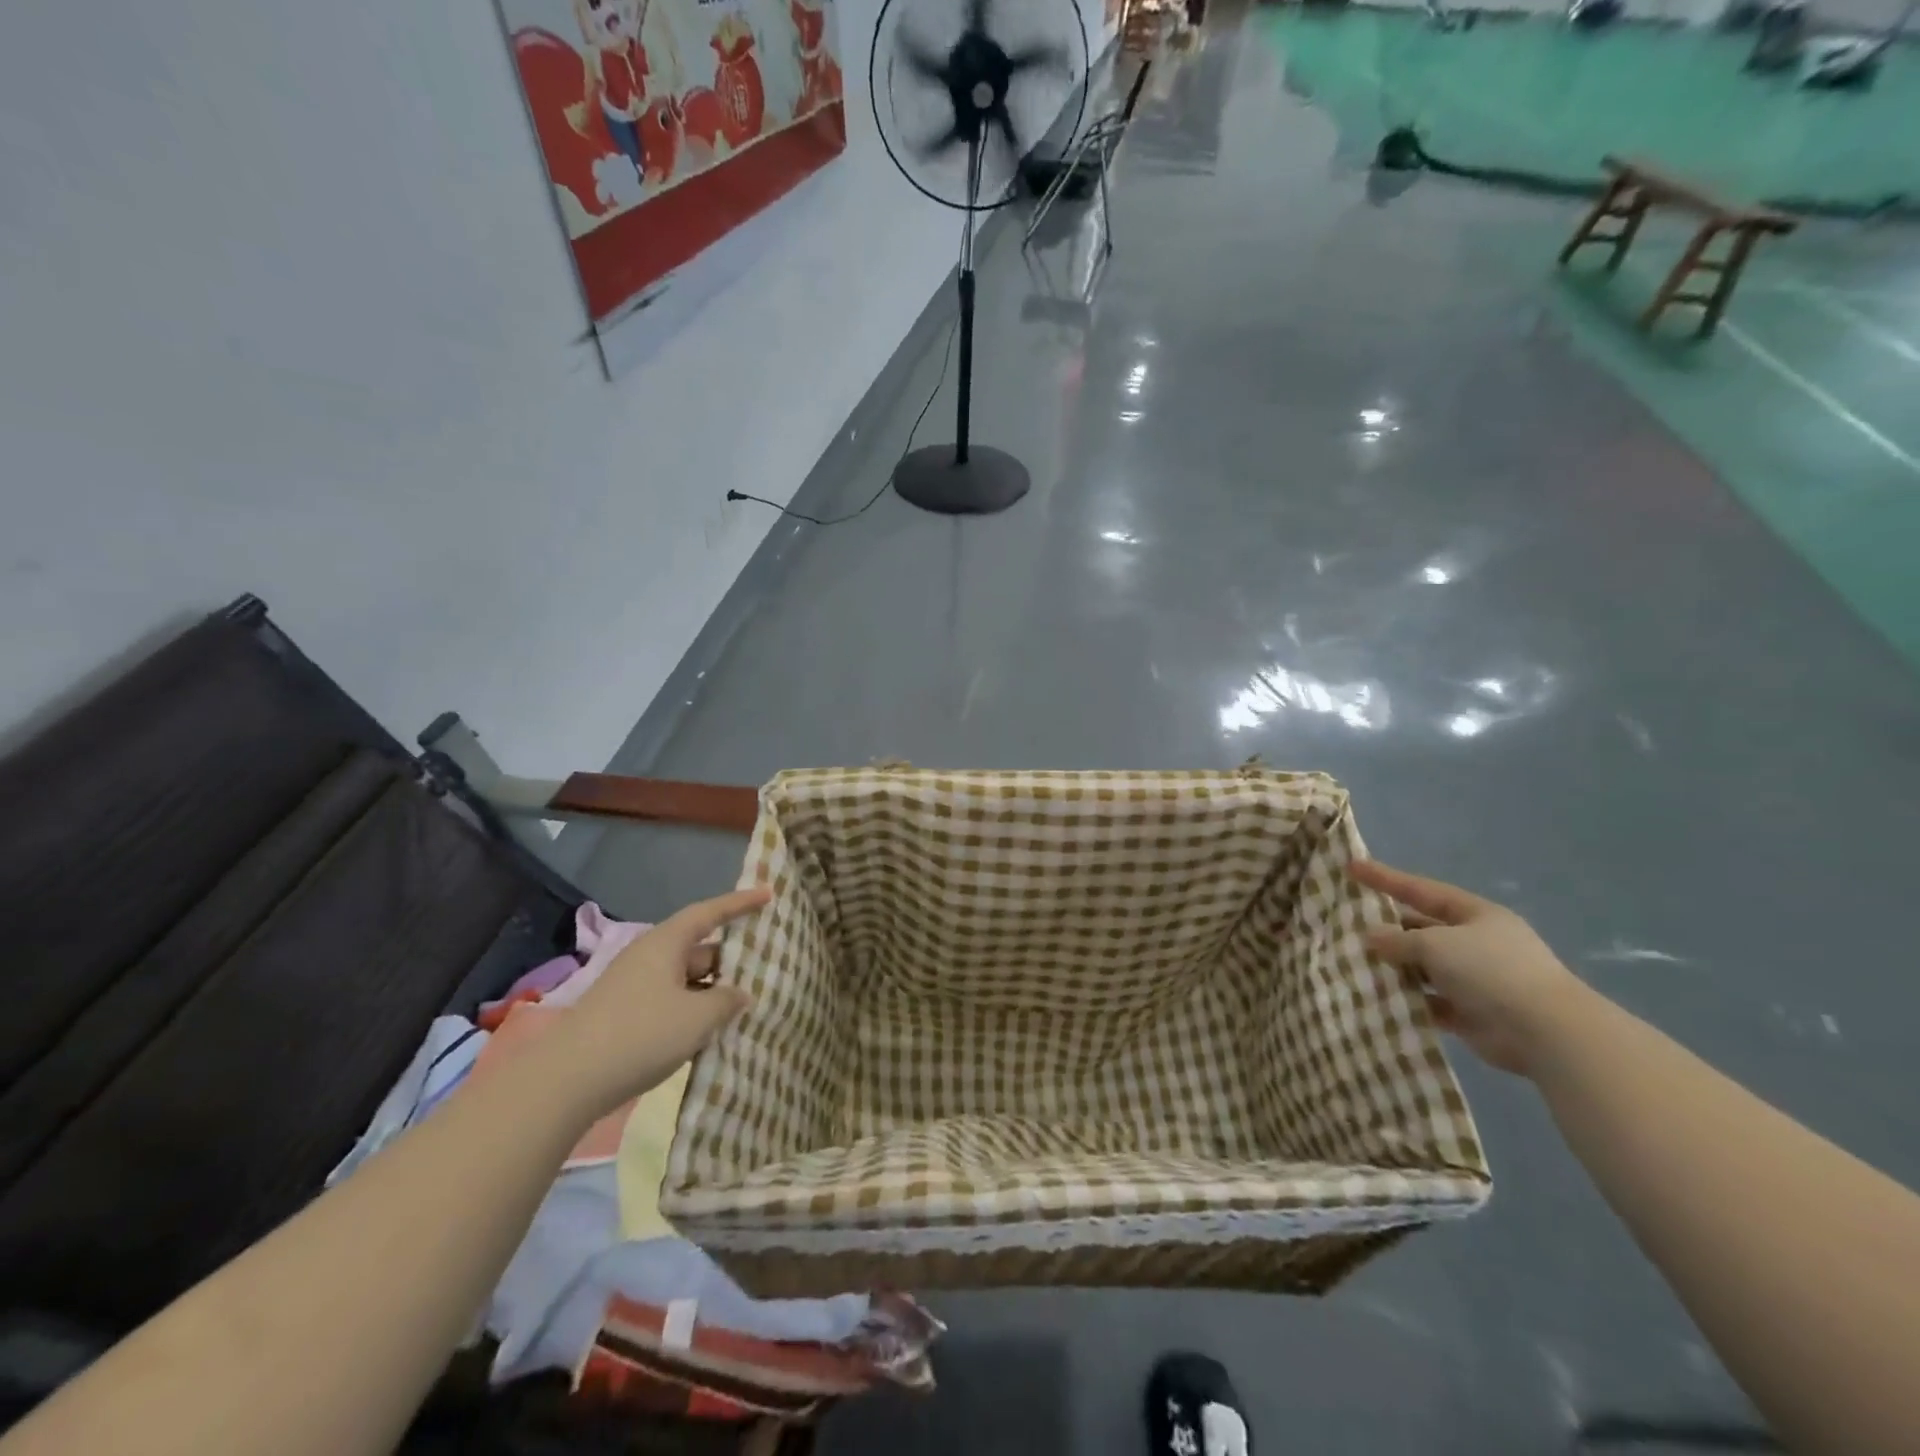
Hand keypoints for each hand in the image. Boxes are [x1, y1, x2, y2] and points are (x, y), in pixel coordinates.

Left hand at [552, 887, 770, 1115]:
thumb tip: (740, 995)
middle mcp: (649, 957)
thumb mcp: (698, 1017)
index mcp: (665, 943)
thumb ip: (728, 1001)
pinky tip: (709, 1034)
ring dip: (712, 991)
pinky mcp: (624, 1017)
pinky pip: (670, 1002)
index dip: (740, 903)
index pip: (709, 912)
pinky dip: (693, 1011)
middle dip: (730, 959)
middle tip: (764, 969)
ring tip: (743, 1007)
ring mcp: (633, 988)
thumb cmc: (641, 1034)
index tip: (768, 894)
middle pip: (698, 949)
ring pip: (685, 979)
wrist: (566, 1082)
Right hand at [1350, 861, 1595, 1077]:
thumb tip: (1371, 936)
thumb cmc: (1489, 970)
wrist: (1544, 1032)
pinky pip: (1429, 1000)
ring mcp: (1475, 979)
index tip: (1350, 866)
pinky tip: (1378, 998)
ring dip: (1394, 967)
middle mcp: (1475, 942)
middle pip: (1421, 928)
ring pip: (1423, 966)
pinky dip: (1407, 999)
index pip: (1421, 890)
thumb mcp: (1436, 944)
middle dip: (1387, 928)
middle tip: (1346, 925)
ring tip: (1354, 963)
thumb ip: (1398, 940)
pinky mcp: (1471, 1013)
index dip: (1385, 878)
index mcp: (1475, 914)